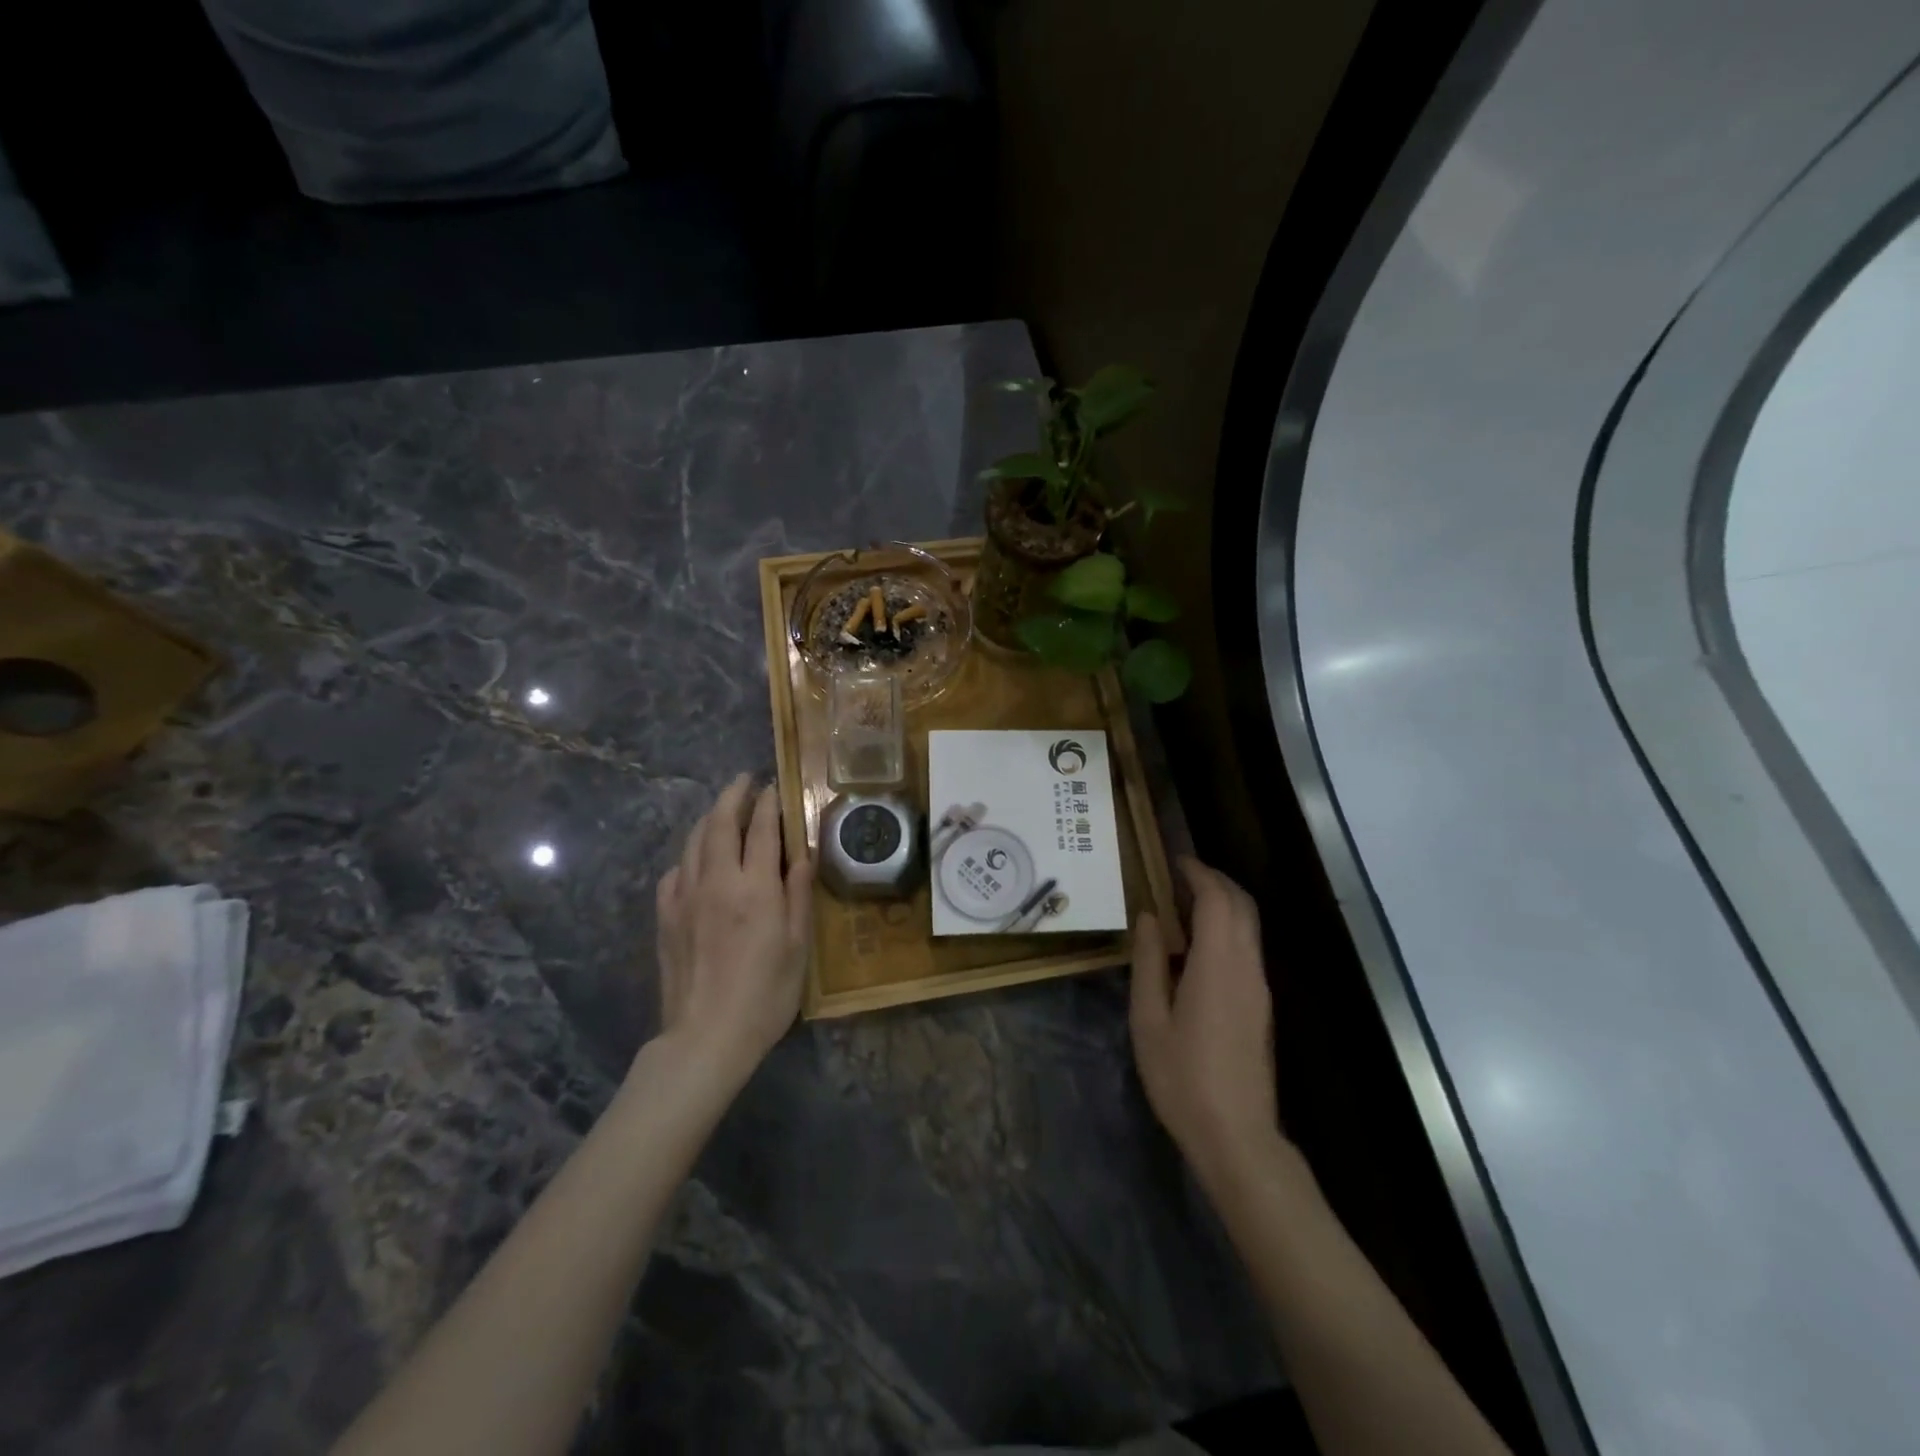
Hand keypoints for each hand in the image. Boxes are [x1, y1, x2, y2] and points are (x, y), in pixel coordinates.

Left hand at [653, 773, 813, 1086]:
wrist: (706, 1036)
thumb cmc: (765, 995)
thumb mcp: (798, 947)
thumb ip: (798, 895)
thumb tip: (801, 854)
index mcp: (756, 888)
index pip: (762, 829)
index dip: (769, 803)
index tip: (774, 786)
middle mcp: (718, 881)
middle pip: (721, 823)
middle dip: (734, 796)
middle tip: (745, 781)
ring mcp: (686, 897)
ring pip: (694, 842)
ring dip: (710, 818)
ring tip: (722, 809)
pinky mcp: (666, 917)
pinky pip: (675, 872)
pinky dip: (689, 856)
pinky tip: (696, 861)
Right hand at [1130, 856, 1280, 1189]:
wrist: (1236, 1135)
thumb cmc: (1182, 1077)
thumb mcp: (1149, 1018)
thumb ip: (1149, 962)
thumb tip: (1148, 917)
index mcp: (1218, 964)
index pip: (1217, 899)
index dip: (1198, 873)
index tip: (1174, 860)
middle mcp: (1247, 967)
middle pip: (1242, 906)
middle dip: (1215, 880)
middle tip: (1179, 874)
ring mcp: (1259, 987)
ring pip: (1249, 926)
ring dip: (1223, 903)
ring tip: (1183, 903)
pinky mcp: (1261, 1005)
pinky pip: (1248, 948)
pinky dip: (1227, 927)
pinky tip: (1197, 944)